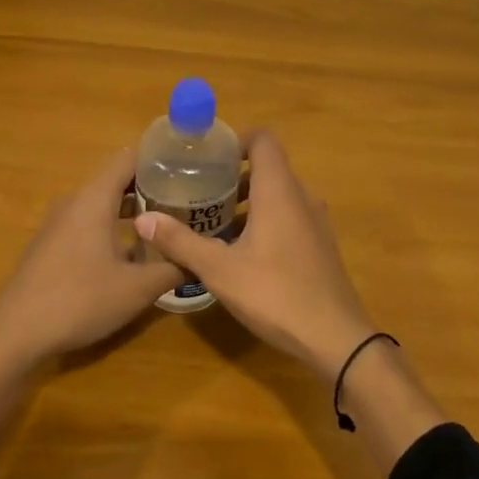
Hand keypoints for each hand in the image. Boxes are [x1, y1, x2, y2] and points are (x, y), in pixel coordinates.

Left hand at [0, 147, 183, 369]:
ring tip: (167, 223)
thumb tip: (200, 257)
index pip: (128, 158)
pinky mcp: (51, 246)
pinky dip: (113, 227)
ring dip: (132, 210)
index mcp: (94, 199)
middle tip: (187, 198)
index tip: (189, 166)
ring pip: (101, 204)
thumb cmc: (80, 300)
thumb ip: (172, 268)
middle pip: (116, 180)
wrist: (15, 334)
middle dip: (151, 186)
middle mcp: (74, 203)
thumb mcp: (137, 288)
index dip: (159, 158)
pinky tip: (133, 253)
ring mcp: (58, 225)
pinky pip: (88, 223)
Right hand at [135, 130, 375, 378]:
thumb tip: (143, 220)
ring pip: (278, 196)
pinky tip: (241, 252)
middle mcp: (301, 198)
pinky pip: (289, 218)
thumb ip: (181, 242)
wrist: (335, 337)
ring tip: (214, 223)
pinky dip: (264, 221)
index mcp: (279, 192)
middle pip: (268, 168)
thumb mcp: (219, 270)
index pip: (263, 140)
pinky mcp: (320, 246)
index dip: (236, 140)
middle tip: (199, 191)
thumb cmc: (275, 294)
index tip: (208, 157)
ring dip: (248, 202)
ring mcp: (315, 223)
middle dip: (233, 175)